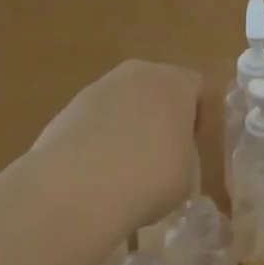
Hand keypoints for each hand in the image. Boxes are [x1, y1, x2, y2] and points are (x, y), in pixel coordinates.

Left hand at [22, 60, 201, 235]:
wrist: (76, 189)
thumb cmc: (150, 178)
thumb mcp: (188, 174)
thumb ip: (183, 155)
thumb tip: (170, 157)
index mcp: (175, 83)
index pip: (196, 87)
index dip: (198, 117)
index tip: (193, 146)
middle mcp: (137, 75)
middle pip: (156, 88)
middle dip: (160, 115)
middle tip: (162, 153)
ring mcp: (96, 90)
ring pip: (122, 103)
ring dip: (126, 127)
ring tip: (125, 168)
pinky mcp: (65, 111)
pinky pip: (94, 122)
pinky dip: (97, 141)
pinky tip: (96, 174)